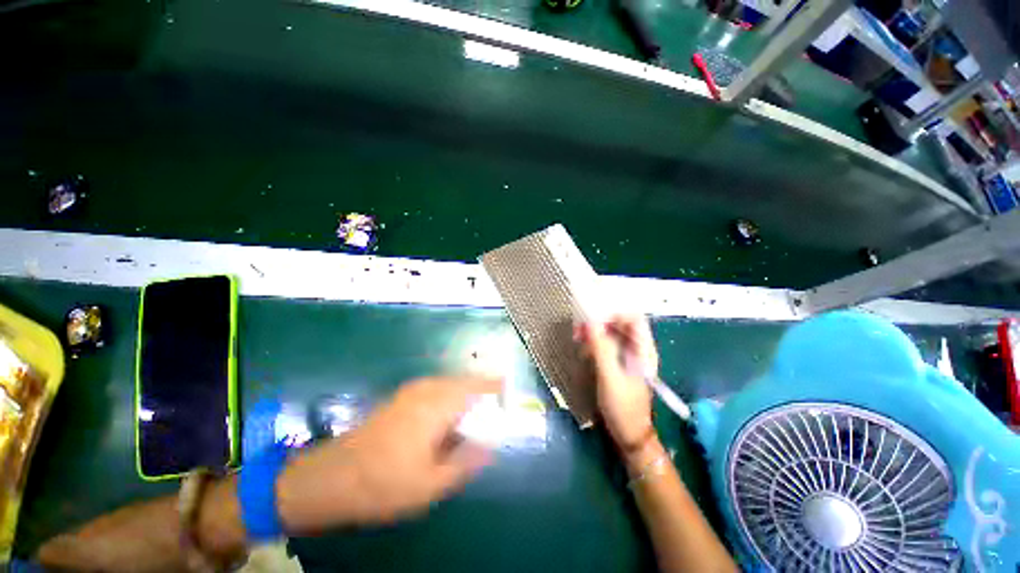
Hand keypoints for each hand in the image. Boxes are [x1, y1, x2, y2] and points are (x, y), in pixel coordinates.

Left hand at [276, 377, 501, 531]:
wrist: (330, 477)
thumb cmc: (384, 482)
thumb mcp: (432, 483)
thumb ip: (467, 462)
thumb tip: (491, 447)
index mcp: (438, 404)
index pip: (477, 385)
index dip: (496, 387)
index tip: (510, 394)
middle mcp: (428, 388)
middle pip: (466, 382)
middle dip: (483, 392)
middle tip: (494, 412)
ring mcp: (413, 390)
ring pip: (451, 384)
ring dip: (467, 396)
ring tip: (475, 418)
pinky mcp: (403, 397)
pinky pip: (437, 390)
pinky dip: (451, 399)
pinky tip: (448, 422)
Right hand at [577, 316, 658, 453]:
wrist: (629, 434)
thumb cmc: (623, 406)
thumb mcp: (610, 376)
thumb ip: (601, 348)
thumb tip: (589, 321)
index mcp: (643, 349)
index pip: (633, 317)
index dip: (613, 313)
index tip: (592, 319)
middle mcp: (637, 349)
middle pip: (619, 323)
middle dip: (599, 323)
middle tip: (579, 330)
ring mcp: (627, 356)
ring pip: (610, 334)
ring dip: (594, 333)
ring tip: (578, 340)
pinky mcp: (618, 364)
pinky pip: (606, 345)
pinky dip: (594, 344)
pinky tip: (584, 352)